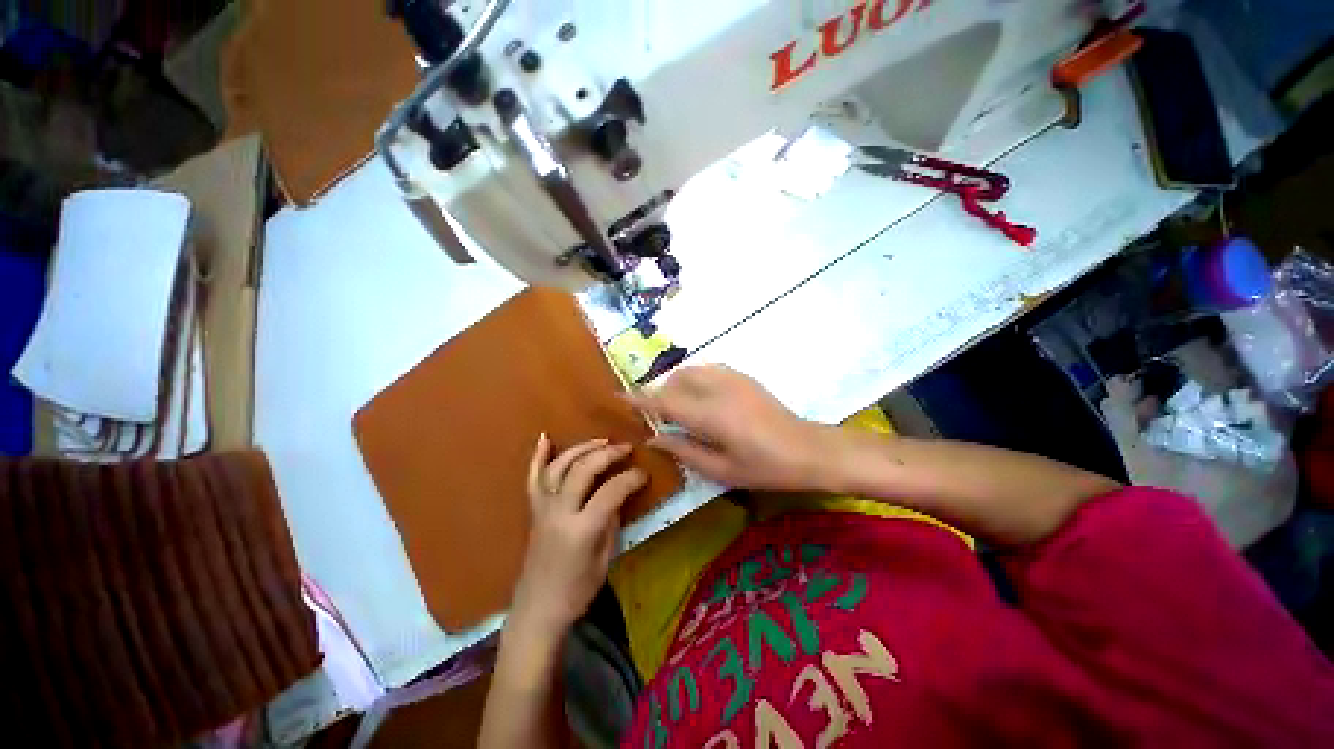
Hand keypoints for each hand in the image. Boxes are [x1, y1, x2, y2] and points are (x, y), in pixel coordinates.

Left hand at [509, 435, 645, 638]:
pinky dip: (537, 456)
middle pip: (583, 470)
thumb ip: (611, 522)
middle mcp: (559, 513)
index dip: (631, 478)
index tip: (643, 473)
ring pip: (559, 467)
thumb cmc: (577, 591)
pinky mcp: (533, 510)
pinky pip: (533, 478)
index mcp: (581, 530)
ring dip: (581, 448)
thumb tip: (619, 495)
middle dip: (607, 454)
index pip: (611, 491)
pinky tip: (544, 438)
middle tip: (625, 447)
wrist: (537, 610)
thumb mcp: (604, 559)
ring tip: (601, 440)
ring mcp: (542, 509)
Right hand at [627, 365, 837, 490]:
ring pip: (690, 371)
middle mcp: (717, 389)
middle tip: (658, 416)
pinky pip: (707, 369)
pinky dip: (694, 379)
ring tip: (679, 407)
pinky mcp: (743, 377)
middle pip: (675, 381)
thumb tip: (653, 439)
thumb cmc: (764, 467)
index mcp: (709, 415)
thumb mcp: (720, 469)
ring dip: (677, 384)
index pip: (664, 402)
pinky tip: (701, 398)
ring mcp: (732, 379)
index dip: (639, 398)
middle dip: (660, 394)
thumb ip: (683, 451)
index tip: (619, 395)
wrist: (807, 449)